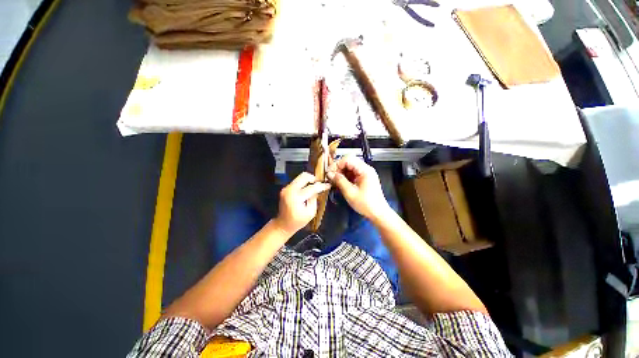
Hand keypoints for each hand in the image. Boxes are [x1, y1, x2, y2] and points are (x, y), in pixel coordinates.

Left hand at [273, 172, 330, 235]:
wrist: (283, 224)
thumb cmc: (298, 221)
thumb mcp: (311, 212)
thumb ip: (314, 199)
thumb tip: (318, 190)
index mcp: (296, 197)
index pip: (311, 187)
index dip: (321, 186)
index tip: (328, 185)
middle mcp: (290, 190)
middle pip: (304, 176)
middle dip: (314, 179)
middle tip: (319, 184)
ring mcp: (286, 188)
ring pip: (300, 177)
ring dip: (308, 180)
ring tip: (314, 187)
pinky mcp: (285, 188)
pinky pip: (297, 181)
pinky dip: (304, 183)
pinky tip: (307, 189)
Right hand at [327, 156, 390, 220]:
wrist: (378, 213)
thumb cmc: (367, 204)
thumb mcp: (350, 192)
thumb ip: (339, 181)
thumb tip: (330, 174)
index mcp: (365, 170)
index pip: (348, 159)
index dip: (337, 164)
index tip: (329, 172)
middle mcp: (366, 169)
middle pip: (349, 162)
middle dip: (338, 168)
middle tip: (331, 177)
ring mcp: (365, 174)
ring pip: (350, 168)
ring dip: (341, 173)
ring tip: (335, 181)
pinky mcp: (364, 179)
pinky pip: (352, 174)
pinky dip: (345, 177)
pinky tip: (341, 183)